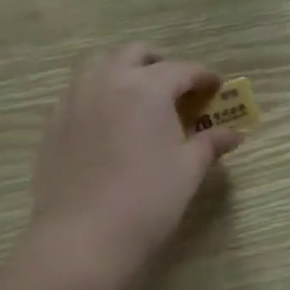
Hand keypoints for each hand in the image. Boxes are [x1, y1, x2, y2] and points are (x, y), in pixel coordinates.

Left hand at [29, 43, 242, 273]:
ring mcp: (75, 99)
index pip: (182, 69)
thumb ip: (210, 144)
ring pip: (100, 64)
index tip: (216, 89)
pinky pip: (79, 91)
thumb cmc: (147, 200)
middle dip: (160, 64)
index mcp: (146, 87)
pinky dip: (99, 93)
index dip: (204, 77)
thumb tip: (235, 133)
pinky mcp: (54, 122)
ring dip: (124, 71)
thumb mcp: (187, 170)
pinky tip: (110, 122)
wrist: (83, 236)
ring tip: (140, 99)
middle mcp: (107, 80)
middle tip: (177, 90)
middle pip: (135, 54)